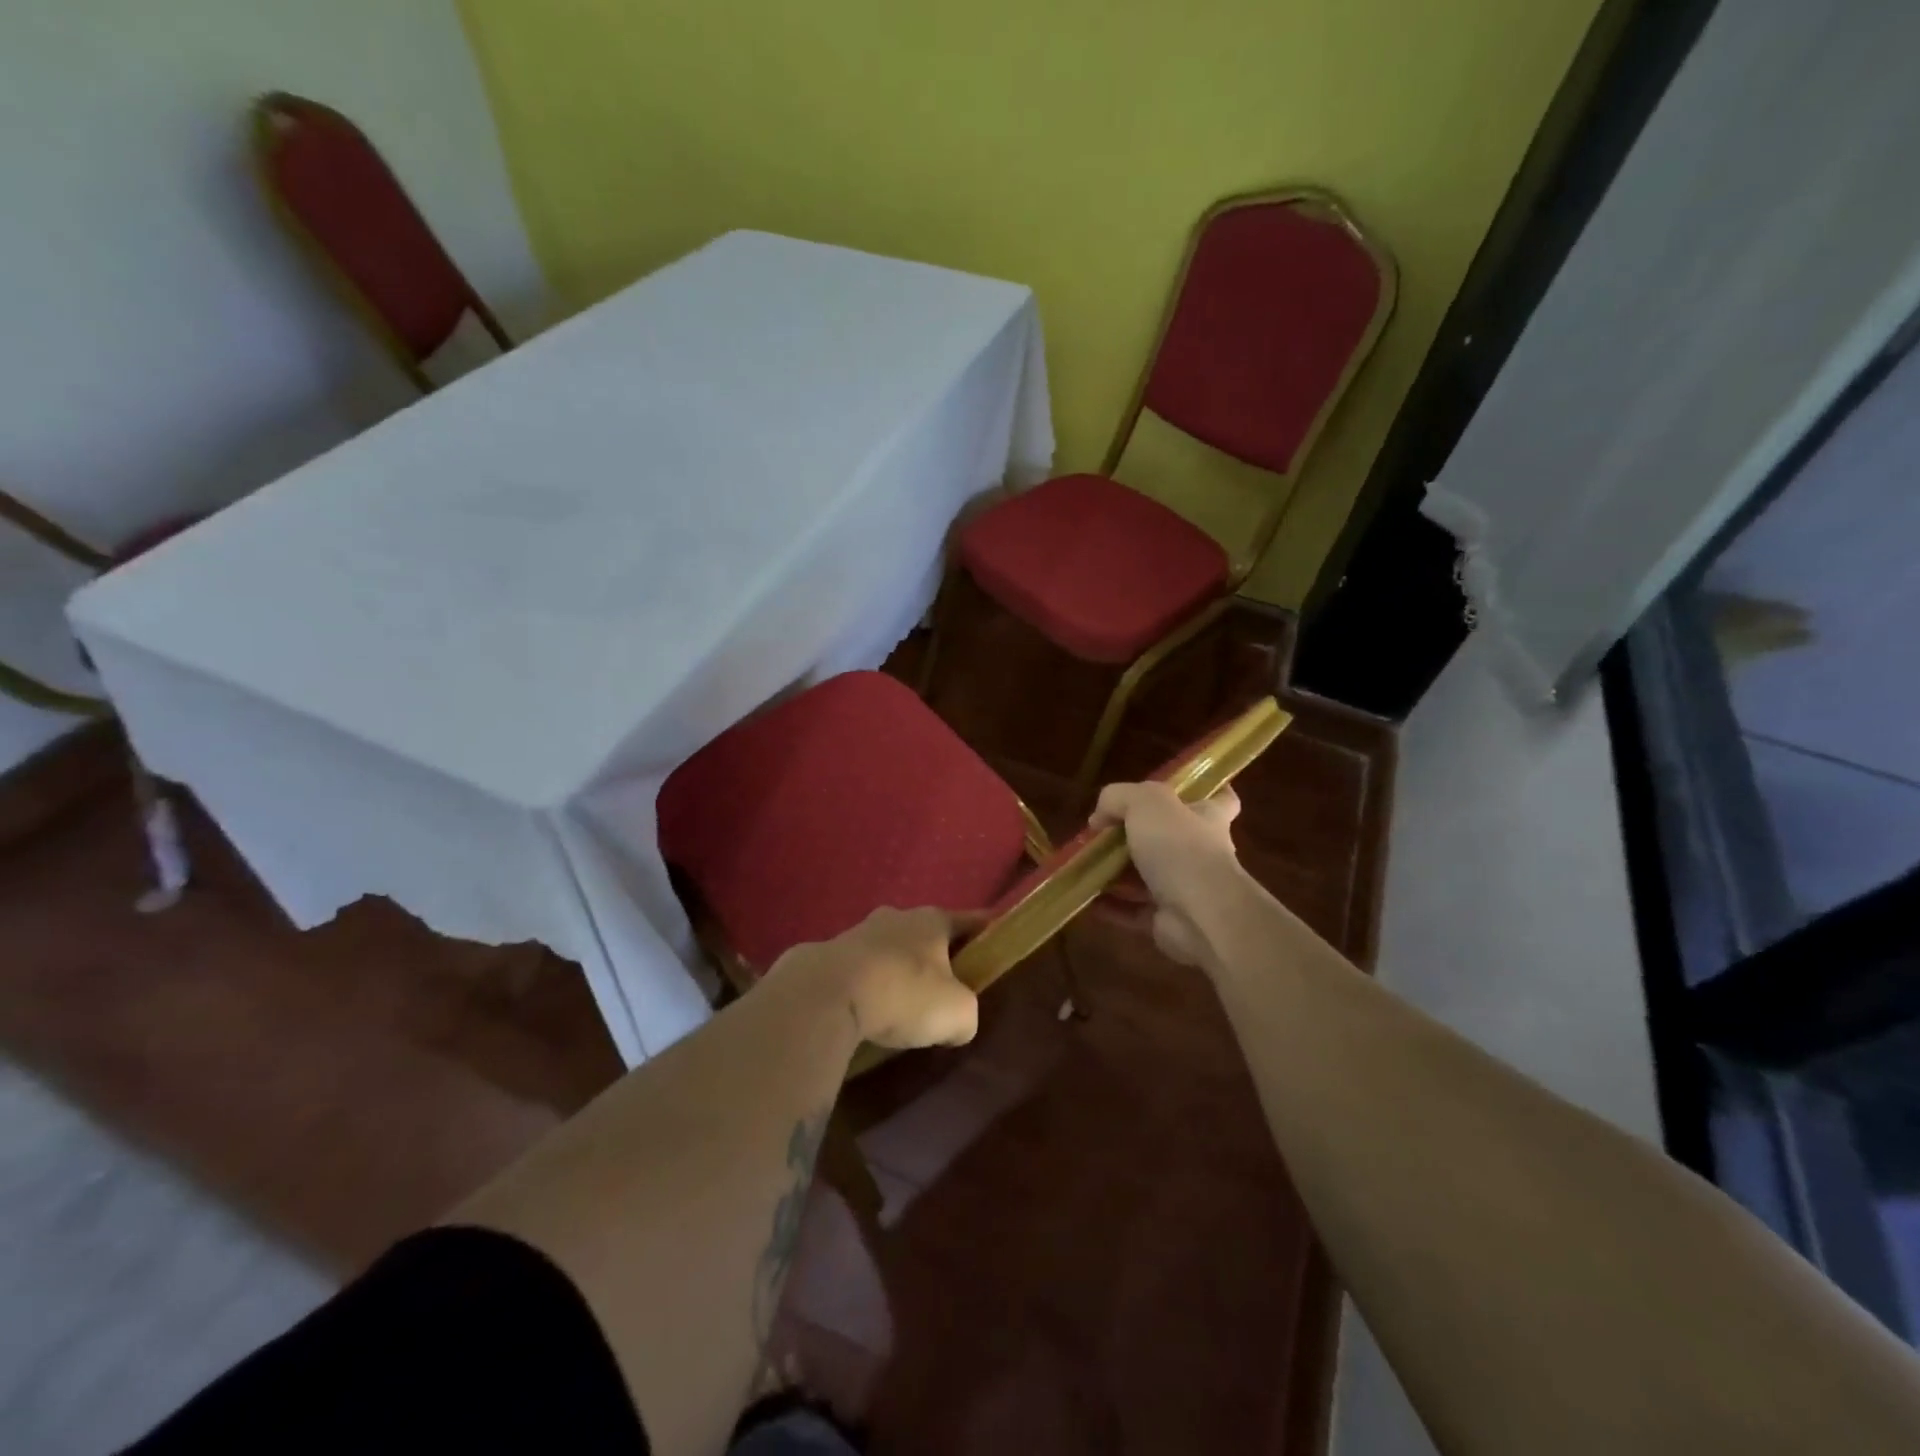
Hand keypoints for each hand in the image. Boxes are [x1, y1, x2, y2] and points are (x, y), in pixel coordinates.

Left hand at [782, 906, 983, 1049]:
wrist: (826, 995)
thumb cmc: (904, 993)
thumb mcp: (957, 1013)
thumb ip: (967, 1014)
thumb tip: (958, 1022)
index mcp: (931, 919)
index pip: (968, 920)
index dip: (984, 931)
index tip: (994, 942)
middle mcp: (896, 917)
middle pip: (925, 934)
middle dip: (935, 956)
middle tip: (945, 987)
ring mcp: (857, 932)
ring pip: (889, 950)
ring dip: (897, 971)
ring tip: (902, 1005)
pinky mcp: (827, 956)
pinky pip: (859, 971)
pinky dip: (867, 987)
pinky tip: (868, 1012)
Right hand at [1092, 781, 1245, 966]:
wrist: (1200, 914)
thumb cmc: (1180, 846)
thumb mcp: (1145, 801)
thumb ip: (1118, 797)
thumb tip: (1099, 818)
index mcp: (1207, 817)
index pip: (1220, 799)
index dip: (1202, 792)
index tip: (1177, 792)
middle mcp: (1200, 851)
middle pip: (1169, 837)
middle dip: (1136, 836)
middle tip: (1102, 833)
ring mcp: (1185, 888)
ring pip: (1146, 876)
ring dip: (1115, 872)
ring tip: (1084, 865)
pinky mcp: (1168, 919)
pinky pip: (1133, 909)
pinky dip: (1110, 905)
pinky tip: (1086, 898)